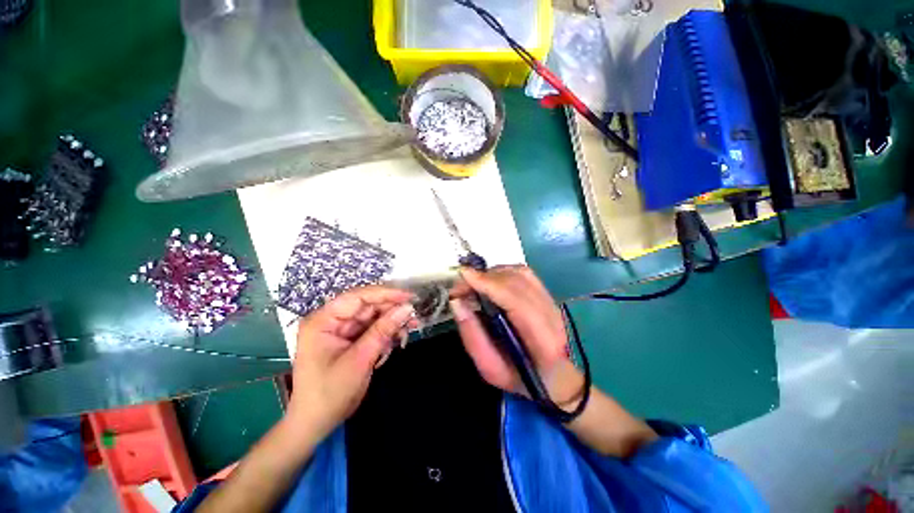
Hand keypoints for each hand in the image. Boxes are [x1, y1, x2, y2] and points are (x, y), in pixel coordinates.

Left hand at [286, 286, 415, 440]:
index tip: (409, 297)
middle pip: (367, 306)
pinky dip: (386, 334)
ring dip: (392, 323)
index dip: (385, 294)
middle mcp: (331, 320)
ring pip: (373, 317)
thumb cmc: (330, 393)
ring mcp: (341, 330)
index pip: (357, 297)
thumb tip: (407, 308)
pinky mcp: (350, 339)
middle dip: (391, 311)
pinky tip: (397, 341)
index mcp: (323, 321)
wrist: (316, 424)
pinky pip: (372, 329)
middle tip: (415, 316)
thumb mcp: (360, 360)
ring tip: (409, 330)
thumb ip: (383, 331)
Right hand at [449, 266, 584, 406]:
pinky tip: (490, 280)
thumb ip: (472, 336)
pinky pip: (524, 273)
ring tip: (474, 283)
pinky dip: (503, 272)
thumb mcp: (489, 369)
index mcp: (542, 341)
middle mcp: (552, 317)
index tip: (464, 276)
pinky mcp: (547, 294)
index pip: (516, 301)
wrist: (552, 376)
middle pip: (518, 282)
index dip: (489, 284)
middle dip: (485, 277)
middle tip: (462, 285)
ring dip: (493, 273)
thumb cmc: (518, 377)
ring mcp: (552, 303)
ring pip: (521, 274)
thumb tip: (457, 302)